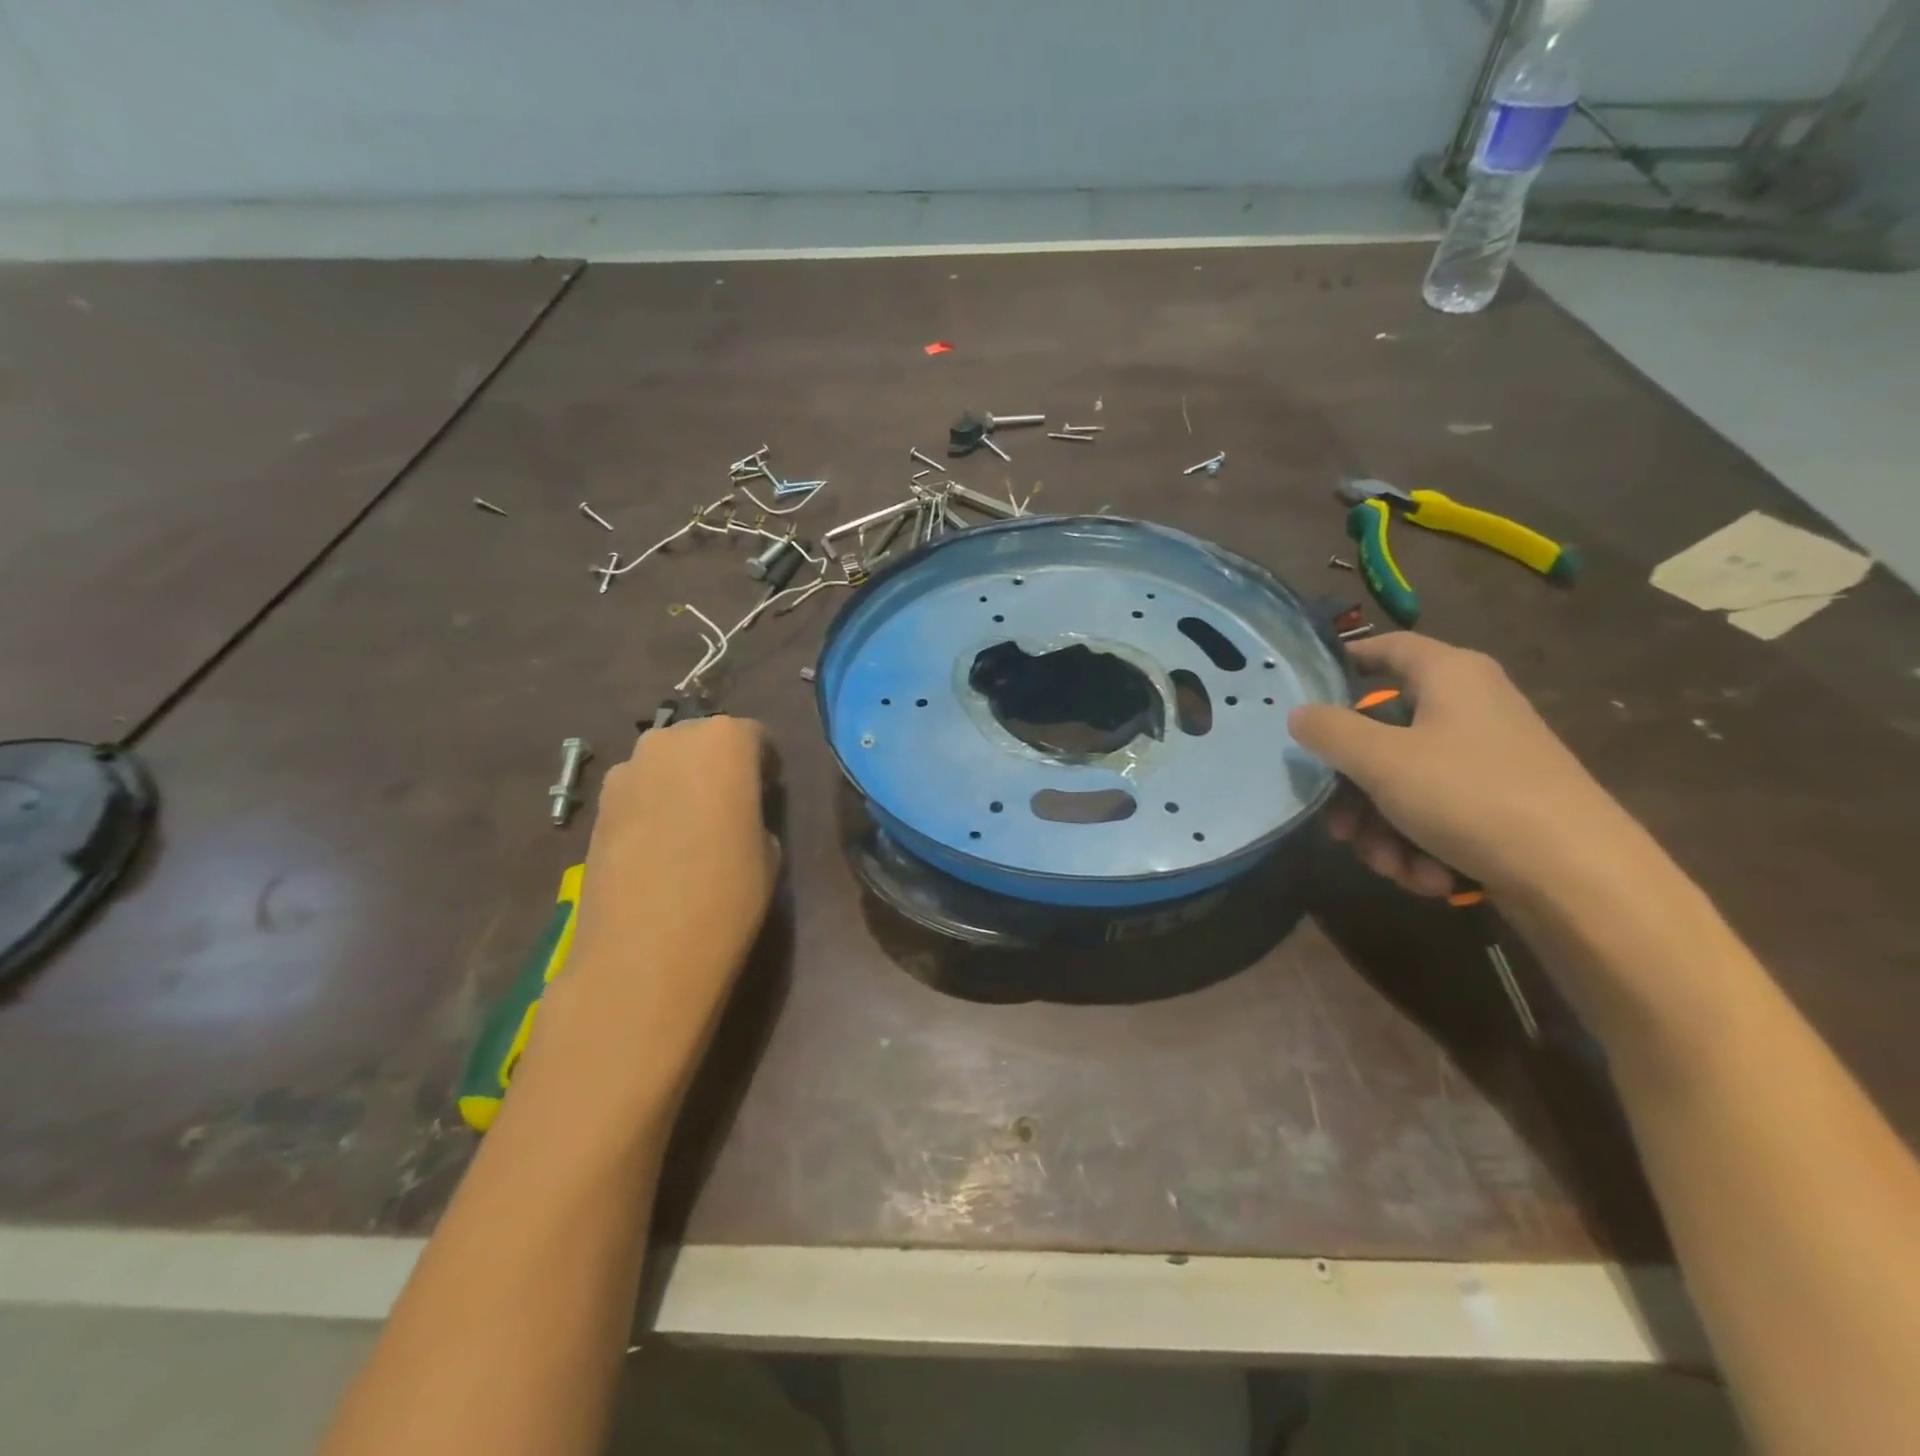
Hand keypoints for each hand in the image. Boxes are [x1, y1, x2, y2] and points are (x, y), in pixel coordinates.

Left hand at [566, 715, 778, 999]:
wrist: (644, 952)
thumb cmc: (727, 895)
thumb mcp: (769, 851)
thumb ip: (754, 814)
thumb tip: (737, 814)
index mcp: (725, 741)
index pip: (753, 735)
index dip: (763, 764)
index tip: (767, 794)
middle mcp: (671, 740)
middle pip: (703, 739)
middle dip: (719, 764)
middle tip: (730, 807)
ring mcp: (626, 770)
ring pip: (665, 763)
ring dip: (681, 782)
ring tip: (690, 830)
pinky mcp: (597, 805)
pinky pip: (637, 791)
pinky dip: (651, 806)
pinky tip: (658, 848)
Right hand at [1289, 633, 1639, 900]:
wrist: (1579, 878)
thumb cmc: (1470, 796)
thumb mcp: (1381, 760)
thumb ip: (1329, 732)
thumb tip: (1299, 714)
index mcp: (1451, 676)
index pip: (1388, 648)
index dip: (1345, 661)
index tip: (1306, 693)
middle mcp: (1471, 708)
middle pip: (1385, 733)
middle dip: (1353, 788)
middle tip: (1337, 824)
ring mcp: (1488, 759)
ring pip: (1405, 783)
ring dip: (1383, 828)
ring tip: (1388, 864)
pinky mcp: (1500, 805)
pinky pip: (1438, 814)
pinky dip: (1421, 845)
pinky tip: (1427, 876)